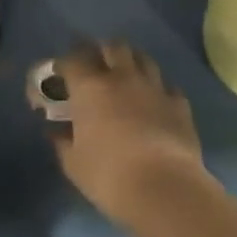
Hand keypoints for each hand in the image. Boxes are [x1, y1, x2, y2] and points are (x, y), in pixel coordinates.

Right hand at [34, 41, 208, 224]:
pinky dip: (159, 91)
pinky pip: (168, 87)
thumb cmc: (109, 176)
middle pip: (113, 46)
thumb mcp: (74, 164)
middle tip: (96, 69)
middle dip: (103, 52)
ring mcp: (154, 88)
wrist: (164, 190)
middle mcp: (122, 77)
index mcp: (90, 87)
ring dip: (133, 63)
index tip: (60, 77)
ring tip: (127, 79)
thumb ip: (63, 142)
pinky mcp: (180, 105)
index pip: (72, 58)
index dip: (64, 64)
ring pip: (143, 58)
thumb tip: (56, 132)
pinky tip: (155, 104)